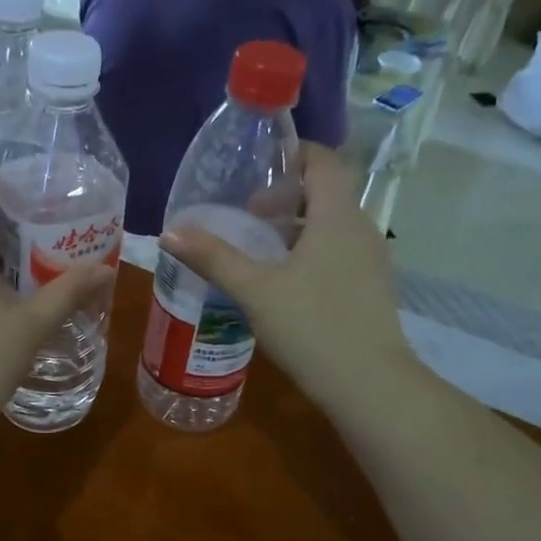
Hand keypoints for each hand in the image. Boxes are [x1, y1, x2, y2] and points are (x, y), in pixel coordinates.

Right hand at [160, 143, 415, 411]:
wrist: (369, 386)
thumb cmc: (311, 327)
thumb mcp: (254, 291)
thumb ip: (214, 258)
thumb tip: (169, 233)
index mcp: (337, 217)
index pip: (324, 161)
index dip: (292, 154)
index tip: (257, 167)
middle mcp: (361, 230)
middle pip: (326, 193)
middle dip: (285, 196)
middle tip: (246, 214)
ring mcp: (371, 261)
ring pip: (332, 226)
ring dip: (296, 226)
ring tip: (258, 249)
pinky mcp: (370, 289)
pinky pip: (338, 252)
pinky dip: (310, 251)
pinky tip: (282, 283)